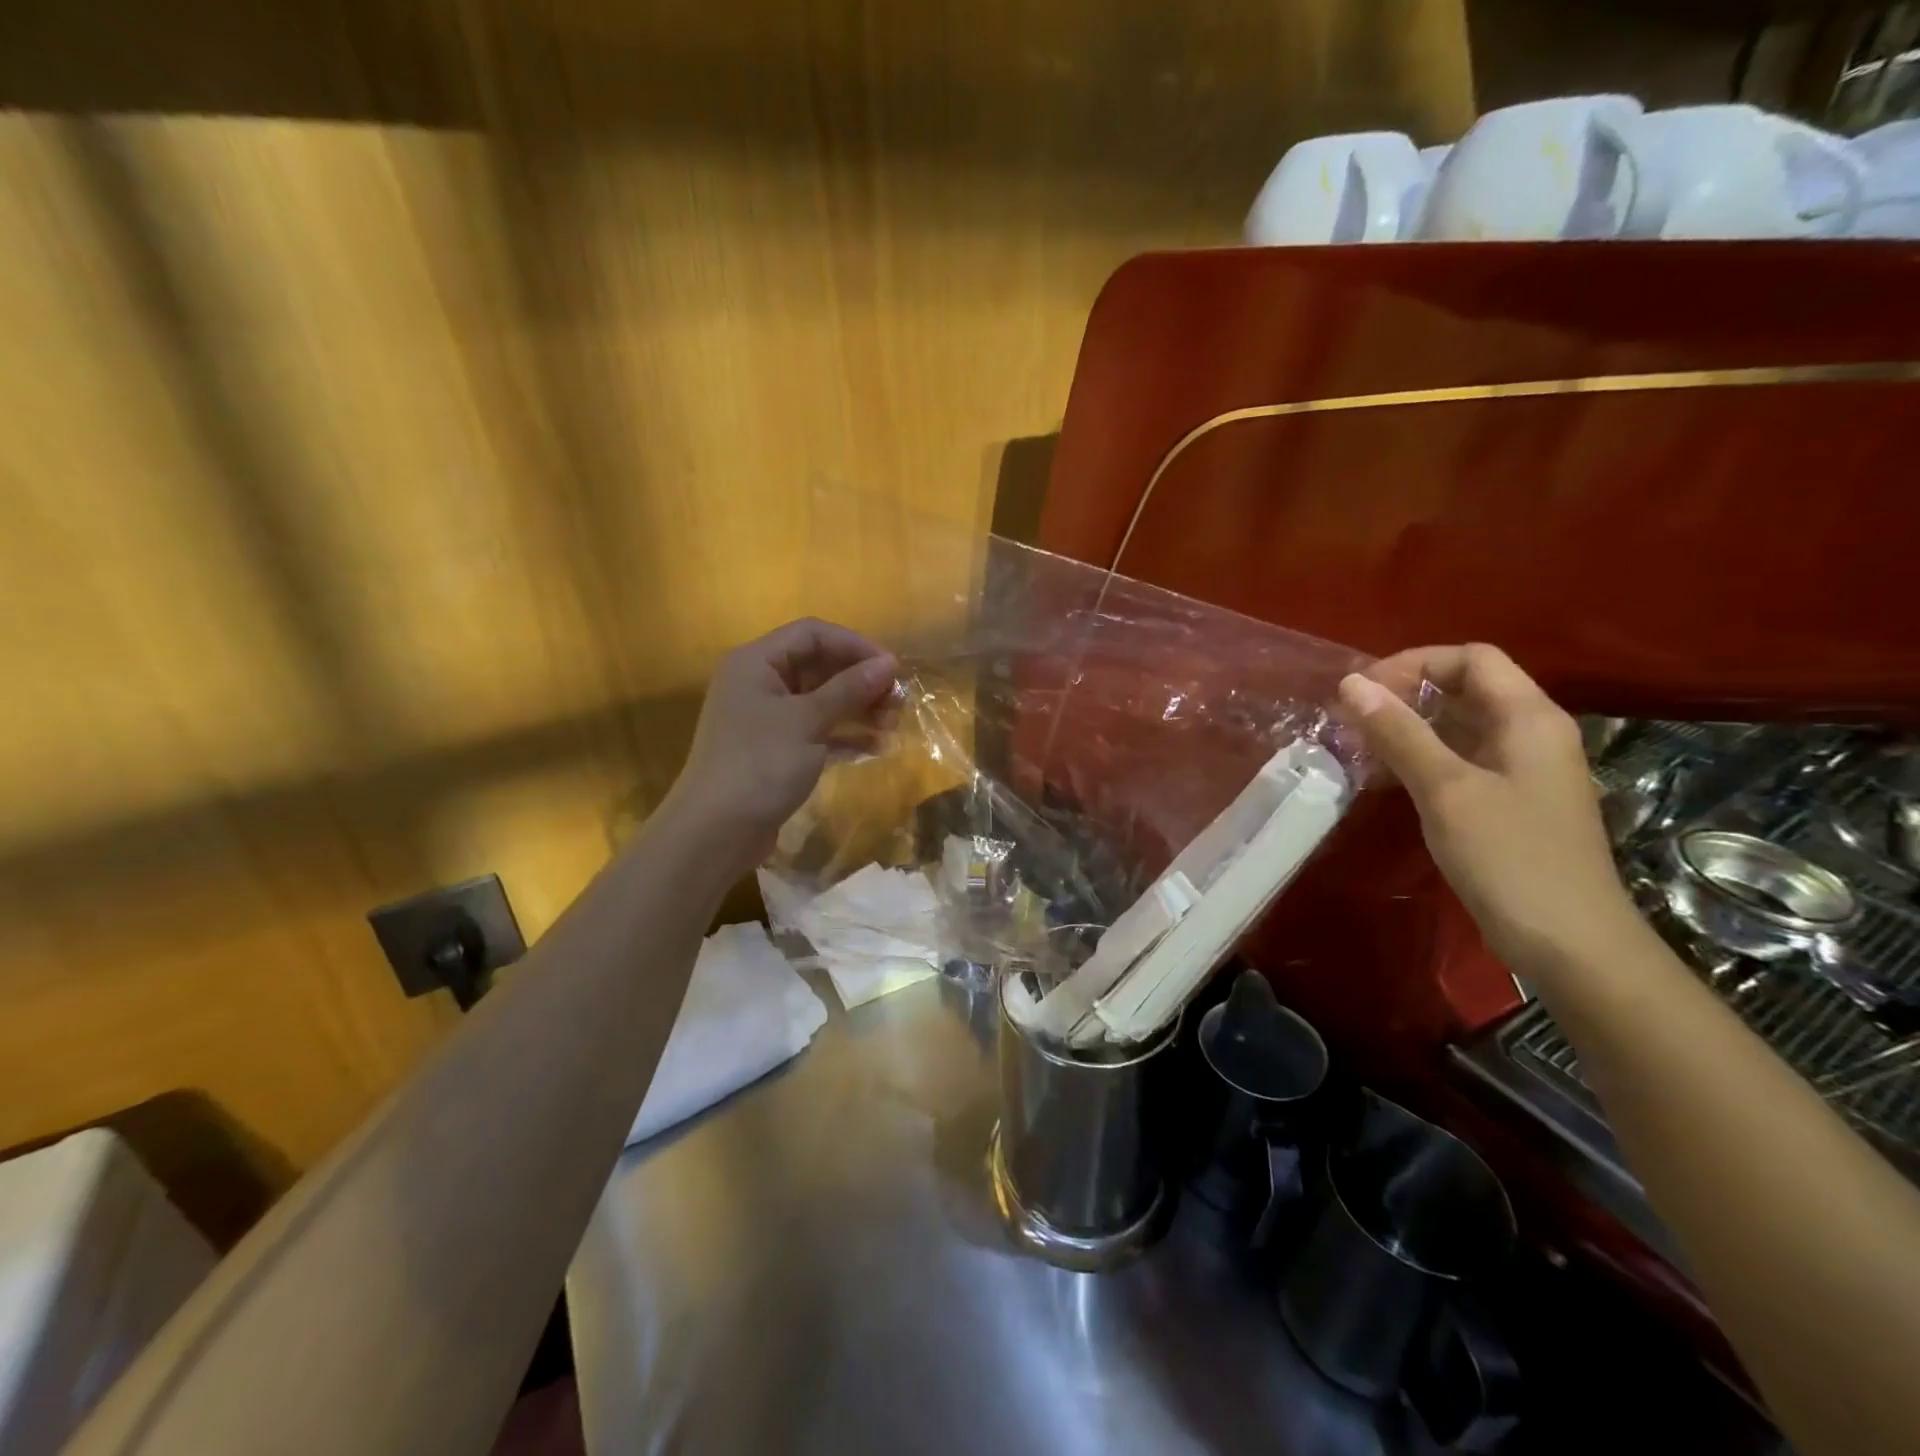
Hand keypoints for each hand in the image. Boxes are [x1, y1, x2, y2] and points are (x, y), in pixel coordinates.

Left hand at [662, 618, 896, 869]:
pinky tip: (876, 748)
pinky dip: (844, 735)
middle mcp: (759, 683)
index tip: (892, 668)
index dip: (855, 645)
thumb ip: (849, 689)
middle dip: (860, 681)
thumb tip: (888, 664)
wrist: (716, 831)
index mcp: (756, 662)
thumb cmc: (760, 763)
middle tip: (897, 702)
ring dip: (858, 709)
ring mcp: (766, 719)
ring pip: (821, 701)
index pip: (812, 634)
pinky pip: (817, 731)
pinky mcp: (776, 751)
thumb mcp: (807, 721)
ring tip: (892, 726)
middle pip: (819, 667)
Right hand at [1338, 644, 1637, 972]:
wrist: (1570, 944)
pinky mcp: (1508, 803)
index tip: (1362, 692)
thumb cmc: (1509, 857)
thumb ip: (1398, 733)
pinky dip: (1420, 759)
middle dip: (1404, 695)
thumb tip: (1351, 684)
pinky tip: (1384, 779)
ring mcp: (1521, 771)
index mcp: (1528, 718)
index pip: (1471, 658)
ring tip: (1357, 747)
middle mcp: (1530, 734)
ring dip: (1407, 729)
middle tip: (1351, 720)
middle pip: (1465, 688)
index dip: (1414, 664)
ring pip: (1458, 727)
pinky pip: (1459, 761)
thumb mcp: (1446, 789)